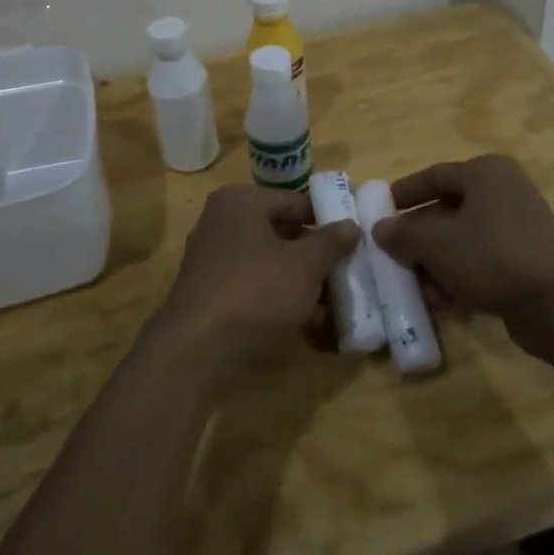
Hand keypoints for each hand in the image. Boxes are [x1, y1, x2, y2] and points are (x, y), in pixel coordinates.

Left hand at [154, 185, 360, 393]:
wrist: (197, 352)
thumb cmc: (256, 292)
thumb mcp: (306, 265)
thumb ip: (331, 241)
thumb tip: (351, 224)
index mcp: (241, 202)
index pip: (296, 202)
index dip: (328, 221)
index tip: (355, 243)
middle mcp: (220, 222)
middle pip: (281, 232)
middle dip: (314, 254)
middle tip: (346, 273)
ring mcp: (211, 259)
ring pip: (268, 262)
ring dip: (298, 279)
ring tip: (332, 301)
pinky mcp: (209, 293)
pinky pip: (253, 286)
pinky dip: (277, 298)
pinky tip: (303, 320)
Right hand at [372, 155, 553, 348]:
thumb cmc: (495, 256)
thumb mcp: (438, 244)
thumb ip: (403, 235)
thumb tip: (379, 229)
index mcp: (486, 173)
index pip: (434, 175)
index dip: (404, 193)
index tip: (378, 211)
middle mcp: (503, 193)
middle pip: (448, 209)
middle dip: (417, 235)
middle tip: (389, 253)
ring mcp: (517, 229)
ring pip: (462, 240)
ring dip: (434, 262)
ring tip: (409, 284)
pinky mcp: (525, 262)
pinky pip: (481, 263)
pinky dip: (458, 277)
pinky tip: (437, 301)